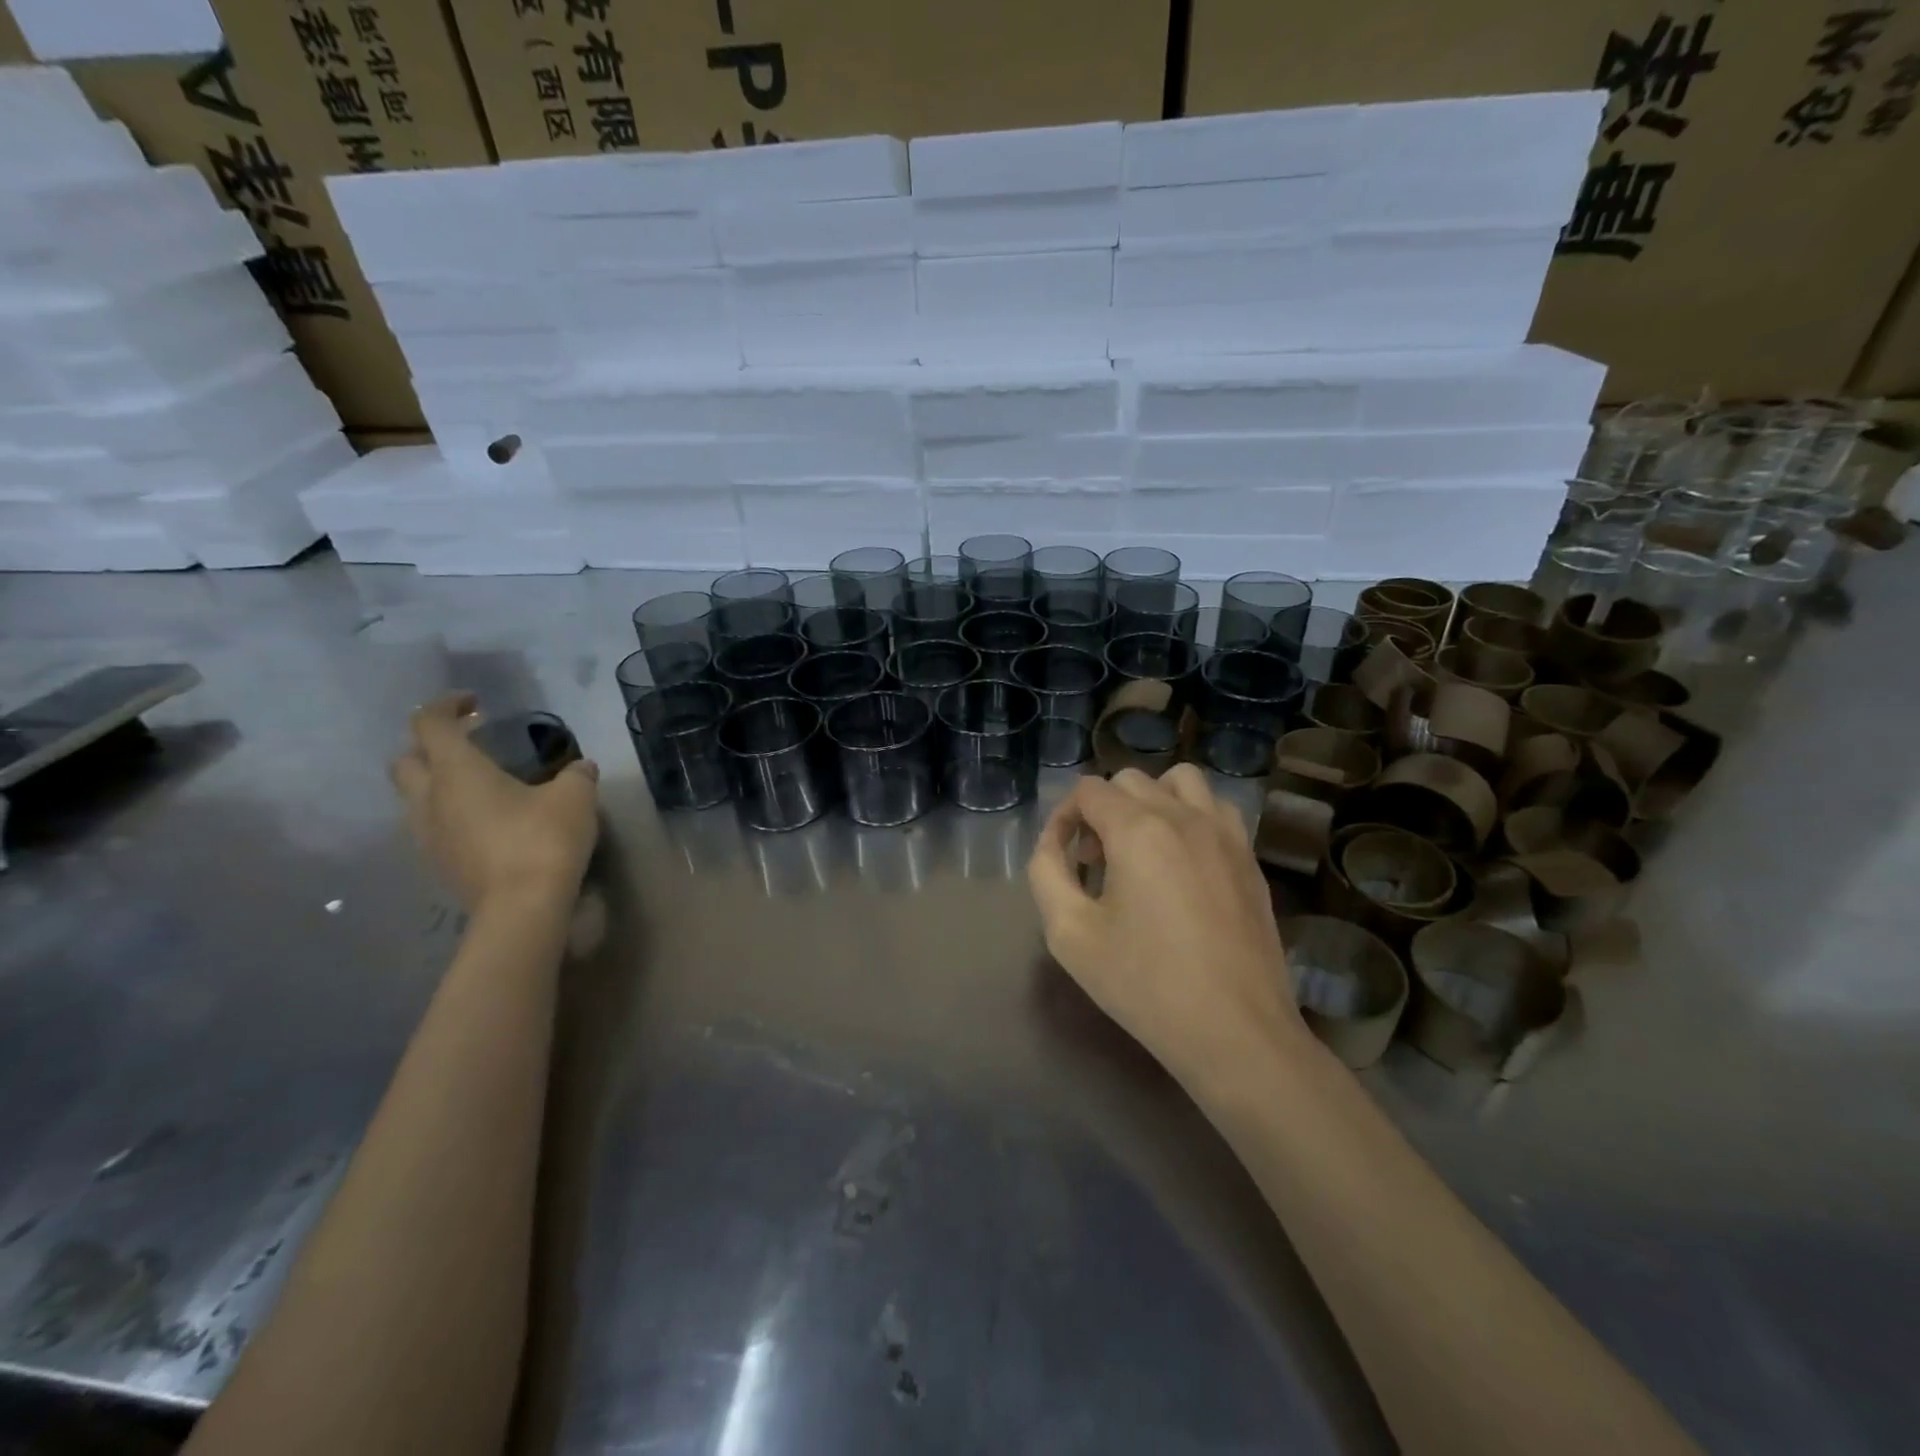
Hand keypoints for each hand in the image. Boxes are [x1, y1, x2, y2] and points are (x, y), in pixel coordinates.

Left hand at [390, 695, 599, 909]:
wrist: (522, 908)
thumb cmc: (544, 840)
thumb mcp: (575, 797)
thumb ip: (576, 775)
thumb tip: (580, 768)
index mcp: (457, 772)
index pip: (429, 724)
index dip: (446, 706)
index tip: (474, 703)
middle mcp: (430, 800)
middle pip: (406, 761)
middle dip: (431, 747)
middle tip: (469, 745)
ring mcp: (429, 836)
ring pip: (414, 799)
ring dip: (437, 785)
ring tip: (479, 787)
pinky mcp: (440, 866)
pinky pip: (432, 828)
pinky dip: (450, 816)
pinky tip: (487, 823)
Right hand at [1028, 765, 1305, 1088]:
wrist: (1235, 1032)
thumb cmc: (1145, 984)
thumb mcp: (1070, 934)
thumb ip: (1047, 874)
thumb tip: (1053, 844)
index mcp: (1138, 830)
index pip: (1088, 791)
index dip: (1063, 817)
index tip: (1062, 857)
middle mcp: (1184, 816)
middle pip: (1130, 781)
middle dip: (1102, 810)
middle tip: (1094, 860)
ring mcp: (1225, 834)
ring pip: (1181, 781)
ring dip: (1151, 801)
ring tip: (1141, 847)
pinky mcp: (1249, 858)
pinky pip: (1216, 809)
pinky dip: (1190, 816)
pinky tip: (1182, 862)